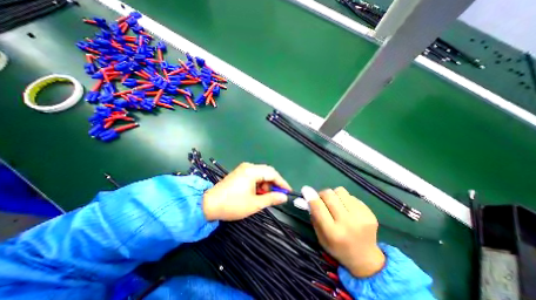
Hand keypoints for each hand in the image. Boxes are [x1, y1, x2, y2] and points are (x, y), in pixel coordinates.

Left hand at [203, 163, 290, 220]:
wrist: (208, 204)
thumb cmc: (233, 205)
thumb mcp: (254, 204)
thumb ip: (271, 199)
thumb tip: (284, 197)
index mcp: (252, 171)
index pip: (273, 174)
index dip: (282, 183)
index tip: (288, 192)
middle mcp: (248, 166)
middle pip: (267, 172)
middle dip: (274, 184)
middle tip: (277, 195)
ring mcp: (243, 169)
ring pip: (261, 174)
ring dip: (266, 184)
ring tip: (264, 196)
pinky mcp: (239, 173)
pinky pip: (254, 176)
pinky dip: (259, 184)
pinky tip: (257, 193)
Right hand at [301, 186, 385, 277]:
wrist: (365, 258)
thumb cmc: (337, 247)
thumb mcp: (320, 236)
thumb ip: (313, 215)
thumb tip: (306, 195)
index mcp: (333, 233)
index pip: (318, 207)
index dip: (311, 196)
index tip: (305, 190)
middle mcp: (348, 223)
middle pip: (329, 195)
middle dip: (322, 194)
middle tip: (322, 200)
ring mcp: (362, 217)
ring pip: (340, 191)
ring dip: (334, 195)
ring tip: (336, 204)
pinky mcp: (370, 213)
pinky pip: (351, 196)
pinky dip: (345, 199)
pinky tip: (347, 209)